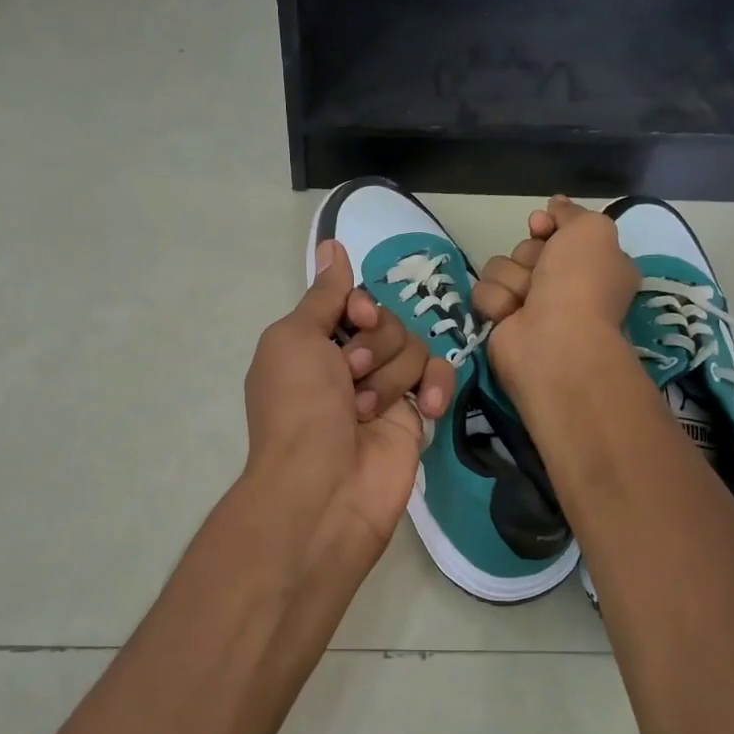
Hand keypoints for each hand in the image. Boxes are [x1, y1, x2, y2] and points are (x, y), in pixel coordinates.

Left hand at [243, 240, 456, 570]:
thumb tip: (332, 245)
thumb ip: (322, 295)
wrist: (323, 488)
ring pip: (414, 346)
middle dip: (373, 346)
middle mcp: (348, 363)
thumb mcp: (294, 339)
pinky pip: (439, 378)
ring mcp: (384, 390)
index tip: (358, 318)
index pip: (356, 301)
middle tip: (350, 379)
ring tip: (366, 411)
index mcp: (313, 344)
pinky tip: (427, 408)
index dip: (362, 305)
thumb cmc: (298, 408)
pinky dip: (437, 386)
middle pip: (389, 321)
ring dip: (391, 375)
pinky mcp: (415, 416)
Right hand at [476, 196, 638, 396]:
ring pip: (500, 268)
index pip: (558, 232)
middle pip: (526, 248)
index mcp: (593, 265)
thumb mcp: (592, 230)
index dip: (548, 225)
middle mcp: (564, 286)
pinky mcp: (501, 323)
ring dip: (511, 280)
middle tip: (543, 275)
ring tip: (525, 301)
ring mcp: (531, 306)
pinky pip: (484, 293)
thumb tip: (555, 204)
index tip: (540, 225)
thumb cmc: (581, 284)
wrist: (555, 341)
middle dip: (529, 256)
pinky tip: (510, 316)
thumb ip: (571, 213)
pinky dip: (496, 301)